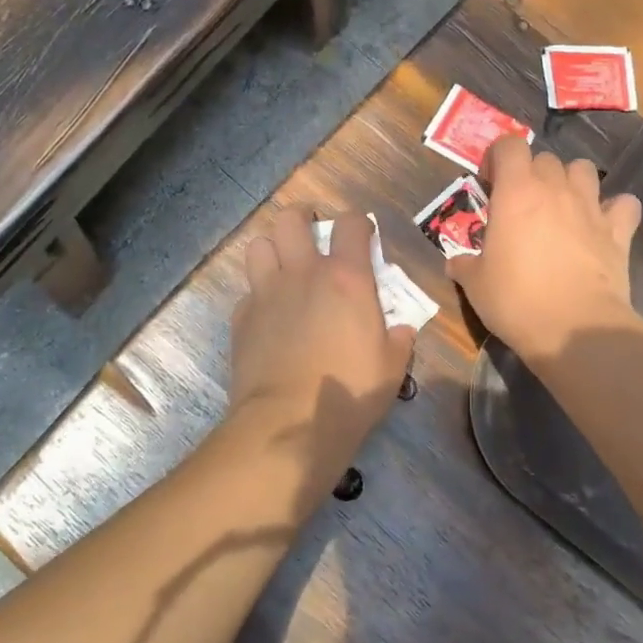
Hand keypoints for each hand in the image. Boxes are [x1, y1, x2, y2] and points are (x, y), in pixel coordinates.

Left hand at [228, 207, 415, 488]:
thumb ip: (399, 338)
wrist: (289, 423)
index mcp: (346, 277)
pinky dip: (258, 293)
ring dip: (273, 249)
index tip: (362, 236)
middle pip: (291, 219)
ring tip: (285, 266)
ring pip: (259, 244)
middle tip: (313, 235)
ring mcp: (266, 292)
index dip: (358, 223)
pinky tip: (269, 313)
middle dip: (302, 219)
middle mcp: (303, 273)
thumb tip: (400, 329)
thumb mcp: (393, 366)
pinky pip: (247, 290)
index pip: (351, 223)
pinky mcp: (242, 318)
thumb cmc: (350, 391)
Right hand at [448, 135, 641, 360]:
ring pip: (583, 170)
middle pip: (545, 159)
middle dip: (531, 174)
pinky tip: (603, 225)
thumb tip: (455, 263)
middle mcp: (555, 189)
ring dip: (571, 182)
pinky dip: (614, 209)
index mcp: (516, 192)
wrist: (575, 328)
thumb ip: (464, 265)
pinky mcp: (618, 231)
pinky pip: (623, 204)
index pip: (509, 146)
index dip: (497, 158)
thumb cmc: (516, 300)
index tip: (489, 185)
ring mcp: (591, 208)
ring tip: (561, 208)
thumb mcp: (475, 284)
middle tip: (521, 205)